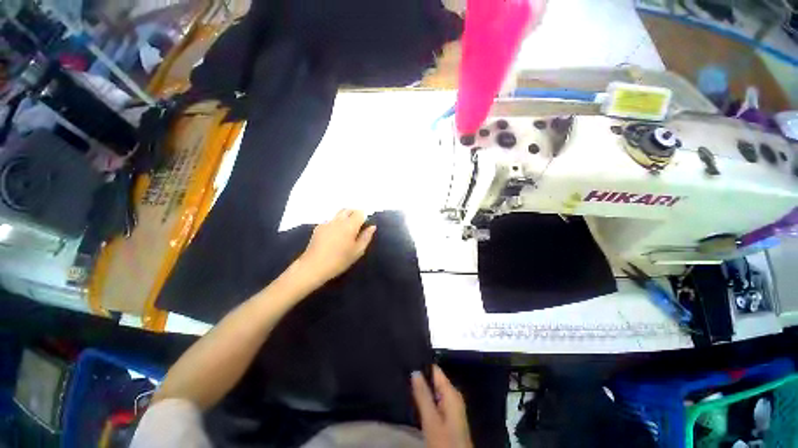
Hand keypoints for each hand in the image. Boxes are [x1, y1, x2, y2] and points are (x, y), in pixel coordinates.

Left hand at [297, 209, 375, 284]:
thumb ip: (366, 237)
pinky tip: (335, 235)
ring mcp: (327, 222)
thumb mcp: (357, 251)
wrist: (313, 266)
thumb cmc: (339, 260)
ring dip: (345, 217)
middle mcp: (338, 220)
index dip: (364, 217)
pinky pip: (331, 220)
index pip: (360, 212)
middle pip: (349, 209)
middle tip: (358, 226)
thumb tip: (372, 227)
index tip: (365, 226)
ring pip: (339, 213)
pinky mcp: (319, 227)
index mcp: (350, 225)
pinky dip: (336, 223)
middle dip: (355, 214)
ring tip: (346, 230)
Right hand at [411, 366, 472, 447]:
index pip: (435, 369)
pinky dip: (425, 399)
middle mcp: (453, 395)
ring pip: (434, 390)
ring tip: (404, 384)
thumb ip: (423, 395)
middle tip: (403, 374)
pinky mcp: (449, 416)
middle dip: (420, 378)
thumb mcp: (431, 419)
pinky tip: (414, 400)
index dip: (421, 365)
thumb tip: (415, 371)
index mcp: (451, 392)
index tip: (407, 362)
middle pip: (434, 379)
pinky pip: (435, 400)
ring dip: (421, 389)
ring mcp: (452, 406)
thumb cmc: (445, 441)